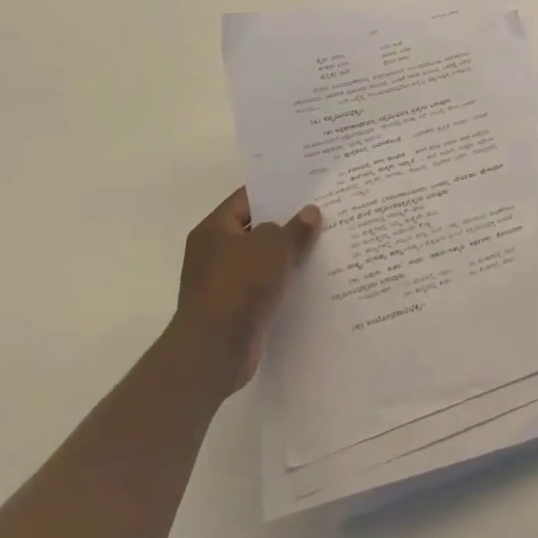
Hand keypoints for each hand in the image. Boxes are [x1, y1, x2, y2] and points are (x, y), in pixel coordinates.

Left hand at [170, 188, 320, 393]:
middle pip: (256, 229)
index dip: (276, 191)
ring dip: (287, 254)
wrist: (214, 350)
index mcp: (214, 230)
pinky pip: (264, 285)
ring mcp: (223, 282)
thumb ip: (295, 227)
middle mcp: (214, 253)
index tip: (306, 187)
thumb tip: (310, 213)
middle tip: (322, 211)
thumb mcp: (274, 246)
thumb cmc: (239, 285)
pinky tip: (310, 276)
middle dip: (287, 223)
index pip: (247, 199)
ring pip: (262, 259)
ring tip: (324, 242)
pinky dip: (283, 281)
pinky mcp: (235, 308)